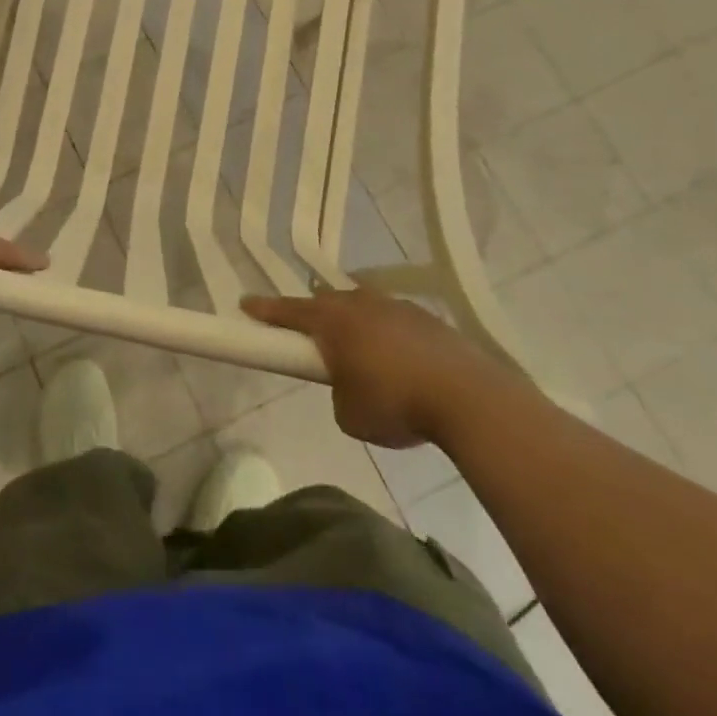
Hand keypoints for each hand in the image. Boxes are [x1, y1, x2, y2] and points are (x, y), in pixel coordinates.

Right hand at [243, 287, 508, 448]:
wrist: (470, 400)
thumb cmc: (396, 404)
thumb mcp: (349, 414)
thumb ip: (338, 393)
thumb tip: (349, 385)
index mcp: (334, 322)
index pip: (289, 311)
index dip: (266, 310)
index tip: (246, 304)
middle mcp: (362, 305)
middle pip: (327, 301)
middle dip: (314, 314)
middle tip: (308, 333)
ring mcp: (398, 308)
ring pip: (363, 306)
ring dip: (354, 321)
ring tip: (357, 348)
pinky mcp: (429, 320)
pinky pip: (394, 319)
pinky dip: (387, 333)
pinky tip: (398, 358)